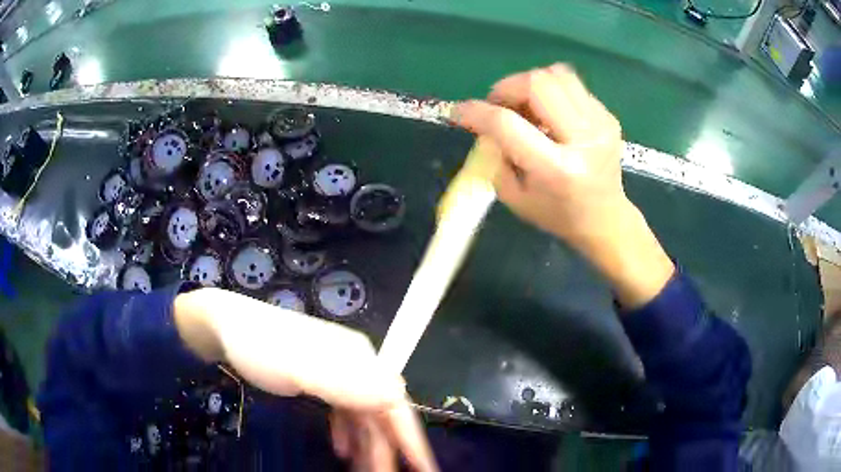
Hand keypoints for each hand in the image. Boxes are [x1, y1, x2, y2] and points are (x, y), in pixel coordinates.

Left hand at [174, 288, 437, 471]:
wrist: (223, 326)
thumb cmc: (260, 346)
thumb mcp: (300, 368)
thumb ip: (348, 384)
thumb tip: (398, 396)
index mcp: (358, 358)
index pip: (394, 402)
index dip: (410, 437)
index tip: (422, 468)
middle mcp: (355, 365)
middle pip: (379, 412)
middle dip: (383, 448)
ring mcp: (336, 372)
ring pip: (361, 415)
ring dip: (364, 444)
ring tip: (360, 471)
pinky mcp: (318, 379)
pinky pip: (343, 411)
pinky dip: (345, 432)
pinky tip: (340, 447)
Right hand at [452, 64, 673, 307]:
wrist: (605, 219)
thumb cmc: (556, 214)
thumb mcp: (515, 196)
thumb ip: (495, 156)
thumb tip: (484, 121)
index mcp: (557, 170)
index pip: (507, 125)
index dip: (476, 112)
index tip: (459, 112)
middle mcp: (583, 140)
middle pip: (537, 84)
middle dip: (506, 88)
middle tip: (498, 106)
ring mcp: (601, 124)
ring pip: (556, 75)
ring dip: (529, 85)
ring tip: (524, 106)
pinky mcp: (608, 116)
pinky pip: (571, 85)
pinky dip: (550, 93)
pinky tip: (548, 114)